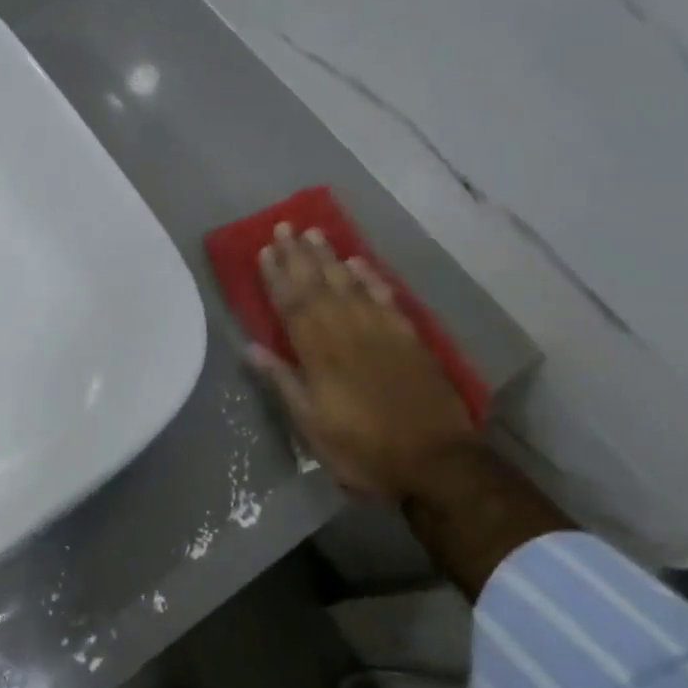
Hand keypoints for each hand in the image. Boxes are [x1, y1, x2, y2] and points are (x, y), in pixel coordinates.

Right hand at [248, 224, 477, 497]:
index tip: (265, 250)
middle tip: (285, 226)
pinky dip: (371, 278)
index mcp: (320, 353)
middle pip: (319, 286)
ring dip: (330, 258)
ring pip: (350, 284)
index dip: (277, 276)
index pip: (292, 305)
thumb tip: (252, 347)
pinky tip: (359, 263)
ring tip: (315, 233)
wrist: (435, 461)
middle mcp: (348, 331)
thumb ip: (284, 382)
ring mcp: (381, 332)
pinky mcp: (408, 338)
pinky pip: (385, 298)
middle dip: (299, 255)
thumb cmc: (362, 449)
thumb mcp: (311, 425)